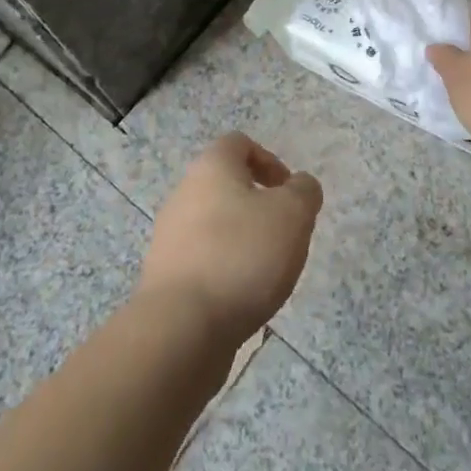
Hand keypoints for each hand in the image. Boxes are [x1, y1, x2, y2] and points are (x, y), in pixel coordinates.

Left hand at [135, 133, 322, 346]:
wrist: (182, 327)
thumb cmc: (242, 255)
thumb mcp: (293, 214)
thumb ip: (304, 191)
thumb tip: (299, 186)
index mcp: (211, 168)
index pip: (239, 144)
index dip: (269, 161)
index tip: (288, 193)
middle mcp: (184, 194)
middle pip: (226, 186)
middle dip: (259, 207)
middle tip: (284, 235)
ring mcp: (169, 237)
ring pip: (215, 226)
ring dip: (243, 242)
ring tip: (267, 272)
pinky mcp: (166, 277)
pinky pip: (204, 262)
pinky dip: (225, 272)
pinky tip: (242, 297)